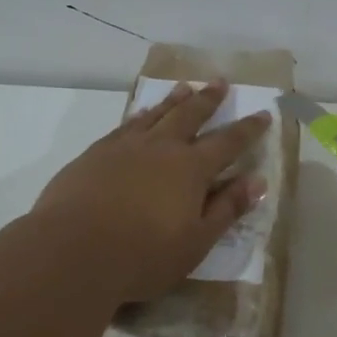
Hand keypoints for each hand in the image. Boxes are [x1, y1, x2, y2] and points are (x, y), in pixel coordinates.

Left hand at [31, 80, 271, 302]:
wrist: (73, 250)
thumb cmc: (143, 255)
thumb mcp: (196, 242)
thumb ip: (227, 209)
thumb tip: (257, 182)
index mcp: (191, 169)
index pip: (228, 142)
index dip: (248, 129)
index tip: (263, 113)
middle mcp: (160, 147)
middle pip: (190, 115)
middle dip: (208, 100)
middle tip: (220, 82)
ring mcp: (124, 147)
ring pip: (155, 114)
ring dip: (173, 100)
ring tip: (184, 87)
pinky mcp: (95, 153)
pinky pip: (125, 125)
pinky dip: (139, 115)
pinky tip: (139, 116)